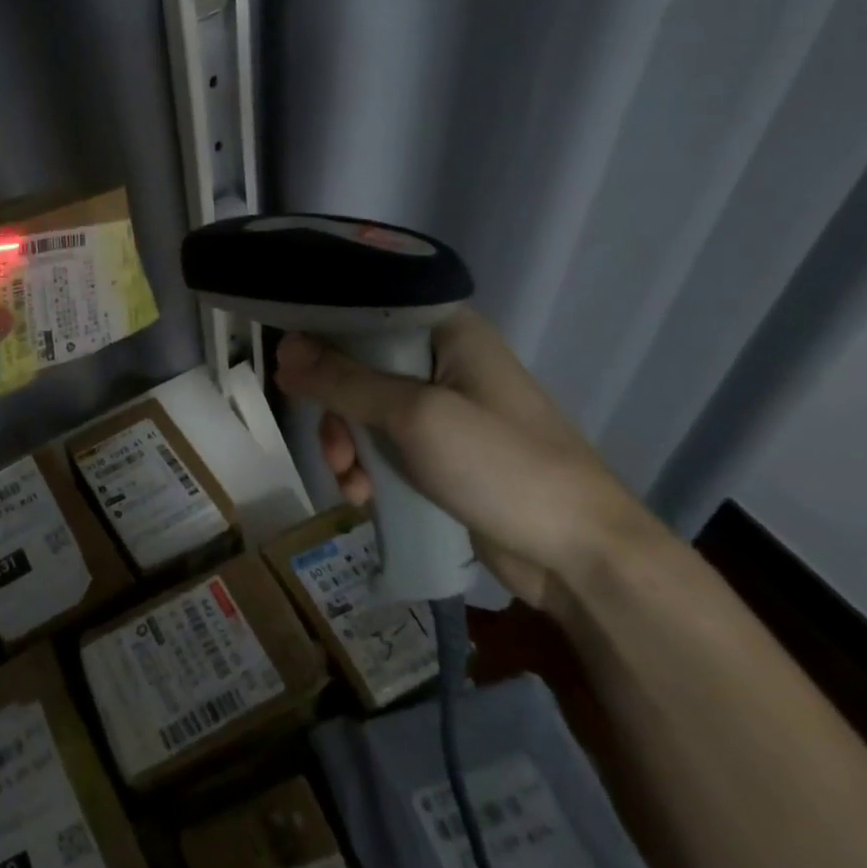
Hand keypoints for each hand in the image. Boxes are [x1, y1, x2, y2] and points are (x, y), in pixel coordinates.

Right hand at [274, 311, 659, 609]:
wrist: (582, 558)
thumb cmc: (503, 467)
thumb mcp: (415, 416)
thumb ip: (344, 380)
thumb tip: (284, 347)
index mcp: (447, 331)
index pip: (366, 310)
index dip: (321, 333)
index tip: (288, 365)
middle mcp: (442, 360)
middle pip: (356, 364)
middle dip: (335, 408)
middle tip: (333, 445)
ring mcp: (442, 408)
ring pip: (363, 409)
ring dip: (346, 445)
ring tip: (350, 482)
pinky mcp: (440, 451)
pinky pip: (382, 443)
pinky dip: (365, 467)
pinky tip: (363, 496)